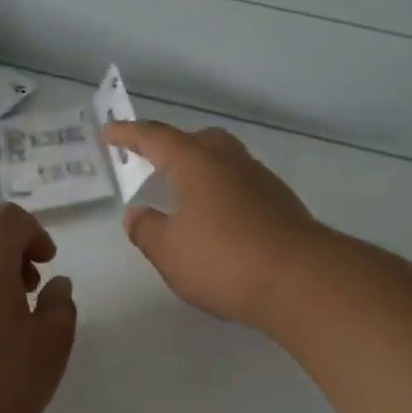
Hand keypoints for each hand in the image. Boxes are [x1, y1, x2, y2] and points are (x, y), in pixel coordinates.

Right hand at [103, 121, 322, 327]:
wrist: (300, 280)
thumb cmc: (224, 260)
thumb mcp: (169, 251)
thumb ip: (147, 230)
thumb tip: (138, 214)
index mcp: (197, 163)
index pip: (156, 138)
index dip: (130, 135)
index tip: (110, 132)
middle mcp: (231, 162)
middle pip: (199, 141)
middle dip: (174, 147)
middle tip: (155, 163)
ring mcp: (261, 181)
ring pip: (226, 162)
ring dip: (203, 172)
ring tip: (187, 198)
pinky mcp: (282, 205)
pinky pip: (244, 187)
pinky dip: (224, 194)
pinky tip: (220, 223)